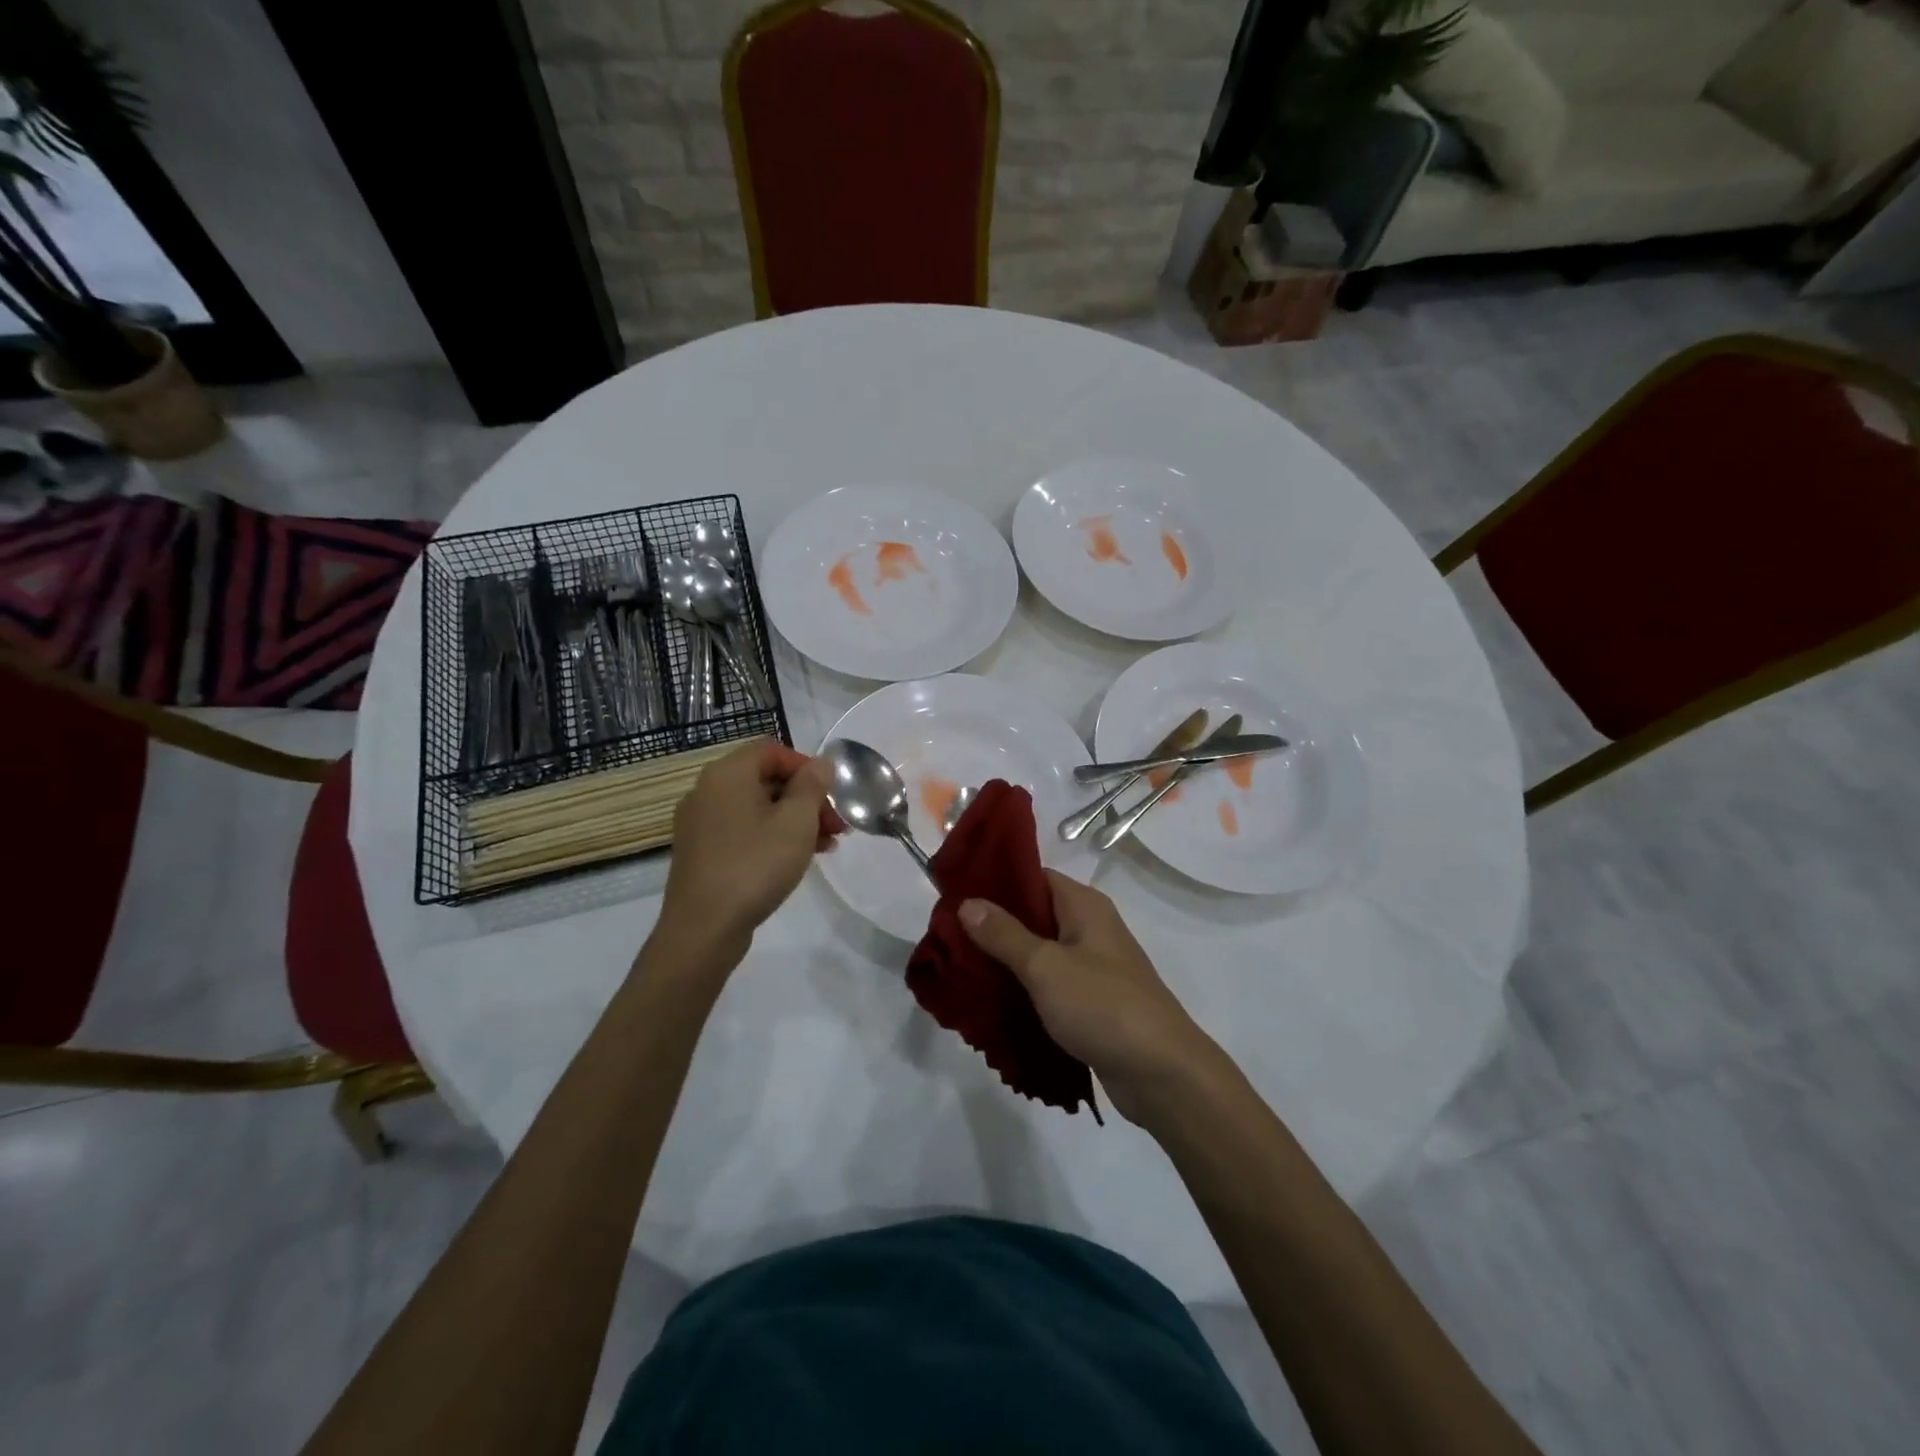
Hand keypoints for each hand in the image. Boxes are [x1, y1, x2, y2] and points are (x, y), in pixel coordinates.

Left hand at [657, 739, 840, 955]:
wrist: (703, 928)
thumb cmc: (755, 865)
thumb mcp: (796, 822)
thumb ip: (812, 786)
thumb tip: (820, 763)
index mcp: (727, 774)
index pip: (772, 750)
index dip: (807, 767)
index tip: (831, 795)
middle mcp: (707, 790)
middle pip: (765, 779)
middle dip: (806, 798)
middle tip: (836, 825)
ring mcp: (700, 823)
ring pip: (756, 808)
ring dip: (793, 820)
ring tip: (825, 846)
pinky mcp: (700, 852)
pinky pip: (742, 830)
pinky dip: (771, 836)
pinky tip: (795, 860)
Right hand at [959, 872, 1221, 1124]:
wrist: (1162, 1074)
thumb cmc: (1103, 1006)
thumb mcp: (1046, 966)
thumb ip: (1005, 934)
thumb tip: (967, 902)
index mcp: (1084, 906)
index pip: (1034, 876)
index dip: (995, 881)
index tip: (954, 893)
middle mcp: (1090, 928)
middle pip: (1033, 915)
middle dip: (992, 925)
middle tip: (948, 937)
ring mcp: (1092, 967)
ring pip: (1038, 953)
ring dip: (1004, 961)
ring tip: (959, 969)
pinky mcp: (1091, 1002)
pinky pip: (1048, 985)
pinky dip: (1023, 989)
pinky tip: (990, 1002)